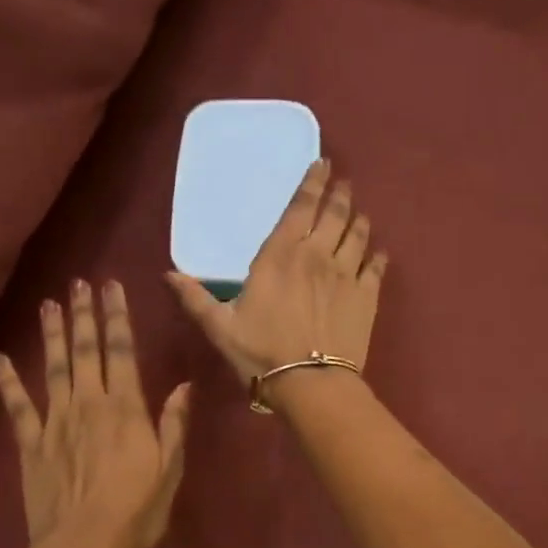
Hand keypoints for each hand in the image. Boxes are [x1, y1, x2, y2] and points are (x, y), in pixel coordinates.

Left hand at [0, 280, 190, 547]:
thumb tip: (184, 385)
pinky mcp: (31, 444)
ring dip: (52, 335)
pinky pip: (18, 407)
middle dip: (83, 314)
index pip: (122, 352)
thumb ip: (174, 425)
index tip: (111, 287)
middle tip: (78, 282)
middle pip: (86, 351)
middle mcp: (90, 405)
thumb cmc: (136, 512)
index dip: (116, 317)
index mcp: (126, 409)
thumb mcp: (169, 470)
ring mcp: (56, 422)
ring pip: (54, 368)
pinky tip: (0, 358)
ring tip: (48, 304)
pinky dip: (8, 381)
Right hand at [166, 159, 387, 391]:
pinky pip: (375, 268)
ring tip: (360, 213)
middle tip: (344, 182)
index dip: (312, 183)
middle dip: (339, 194)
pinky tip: (379, 252)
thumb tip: (167, 274)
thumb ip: (195, 298)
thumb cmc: (261, 353)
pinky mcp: (366, 297)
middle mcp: (317, 256)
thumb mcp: (219, 327)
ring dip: (358, 220)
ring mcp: (346, 275)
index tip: (322, 164)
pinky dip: (378, 256)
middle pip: (333, 215)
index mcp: (280, 256)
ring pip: (357, 236)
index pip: (300, 209)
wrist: (310, 384)